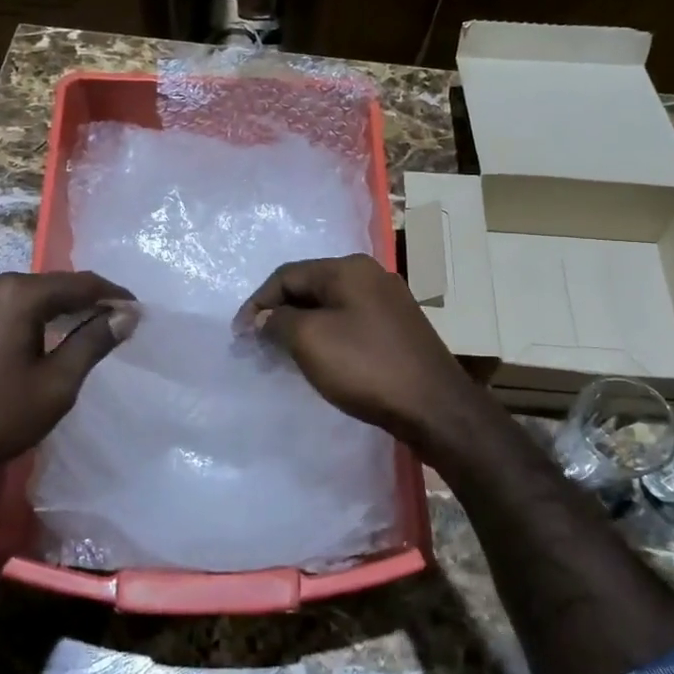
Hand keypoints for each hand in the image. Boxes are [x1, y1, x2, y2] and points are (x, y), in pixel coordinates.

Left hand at [0, 271, 136, 502]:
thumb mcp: (54, 386)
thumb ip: (92, 343)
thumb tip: (125, 315)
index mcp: (16, 293)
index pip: (80, 283)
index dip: (113, 296)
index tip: (138, 312)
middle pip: (51, 285)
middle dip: (84, 301)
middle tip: (114, 323)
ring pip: (25, 296)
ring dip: (55, 310)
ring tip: (82, 331)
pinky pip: (1, 307)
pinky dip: (27, 318)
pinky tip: (39, 339)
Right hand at [236, 254, 494, 455]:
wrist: (434, 406)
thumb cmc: (366, 366)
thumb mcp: (310, 340)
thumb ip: (278, 323)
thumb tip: (263, 319)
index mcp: (349, 268)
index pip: (287, 274)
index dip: (258, 303)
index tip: (239, 336)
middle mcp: (370, 275)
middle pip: (309, 287)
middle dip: (279, 314)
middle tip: (257, 345)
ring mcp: (388, 301)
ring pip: (330, 306)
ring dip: (301, 326)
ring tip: (282, 354)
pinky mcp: (397, 328)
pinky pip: (349, 322)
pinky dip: (326, 336)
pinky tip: (319, 358)